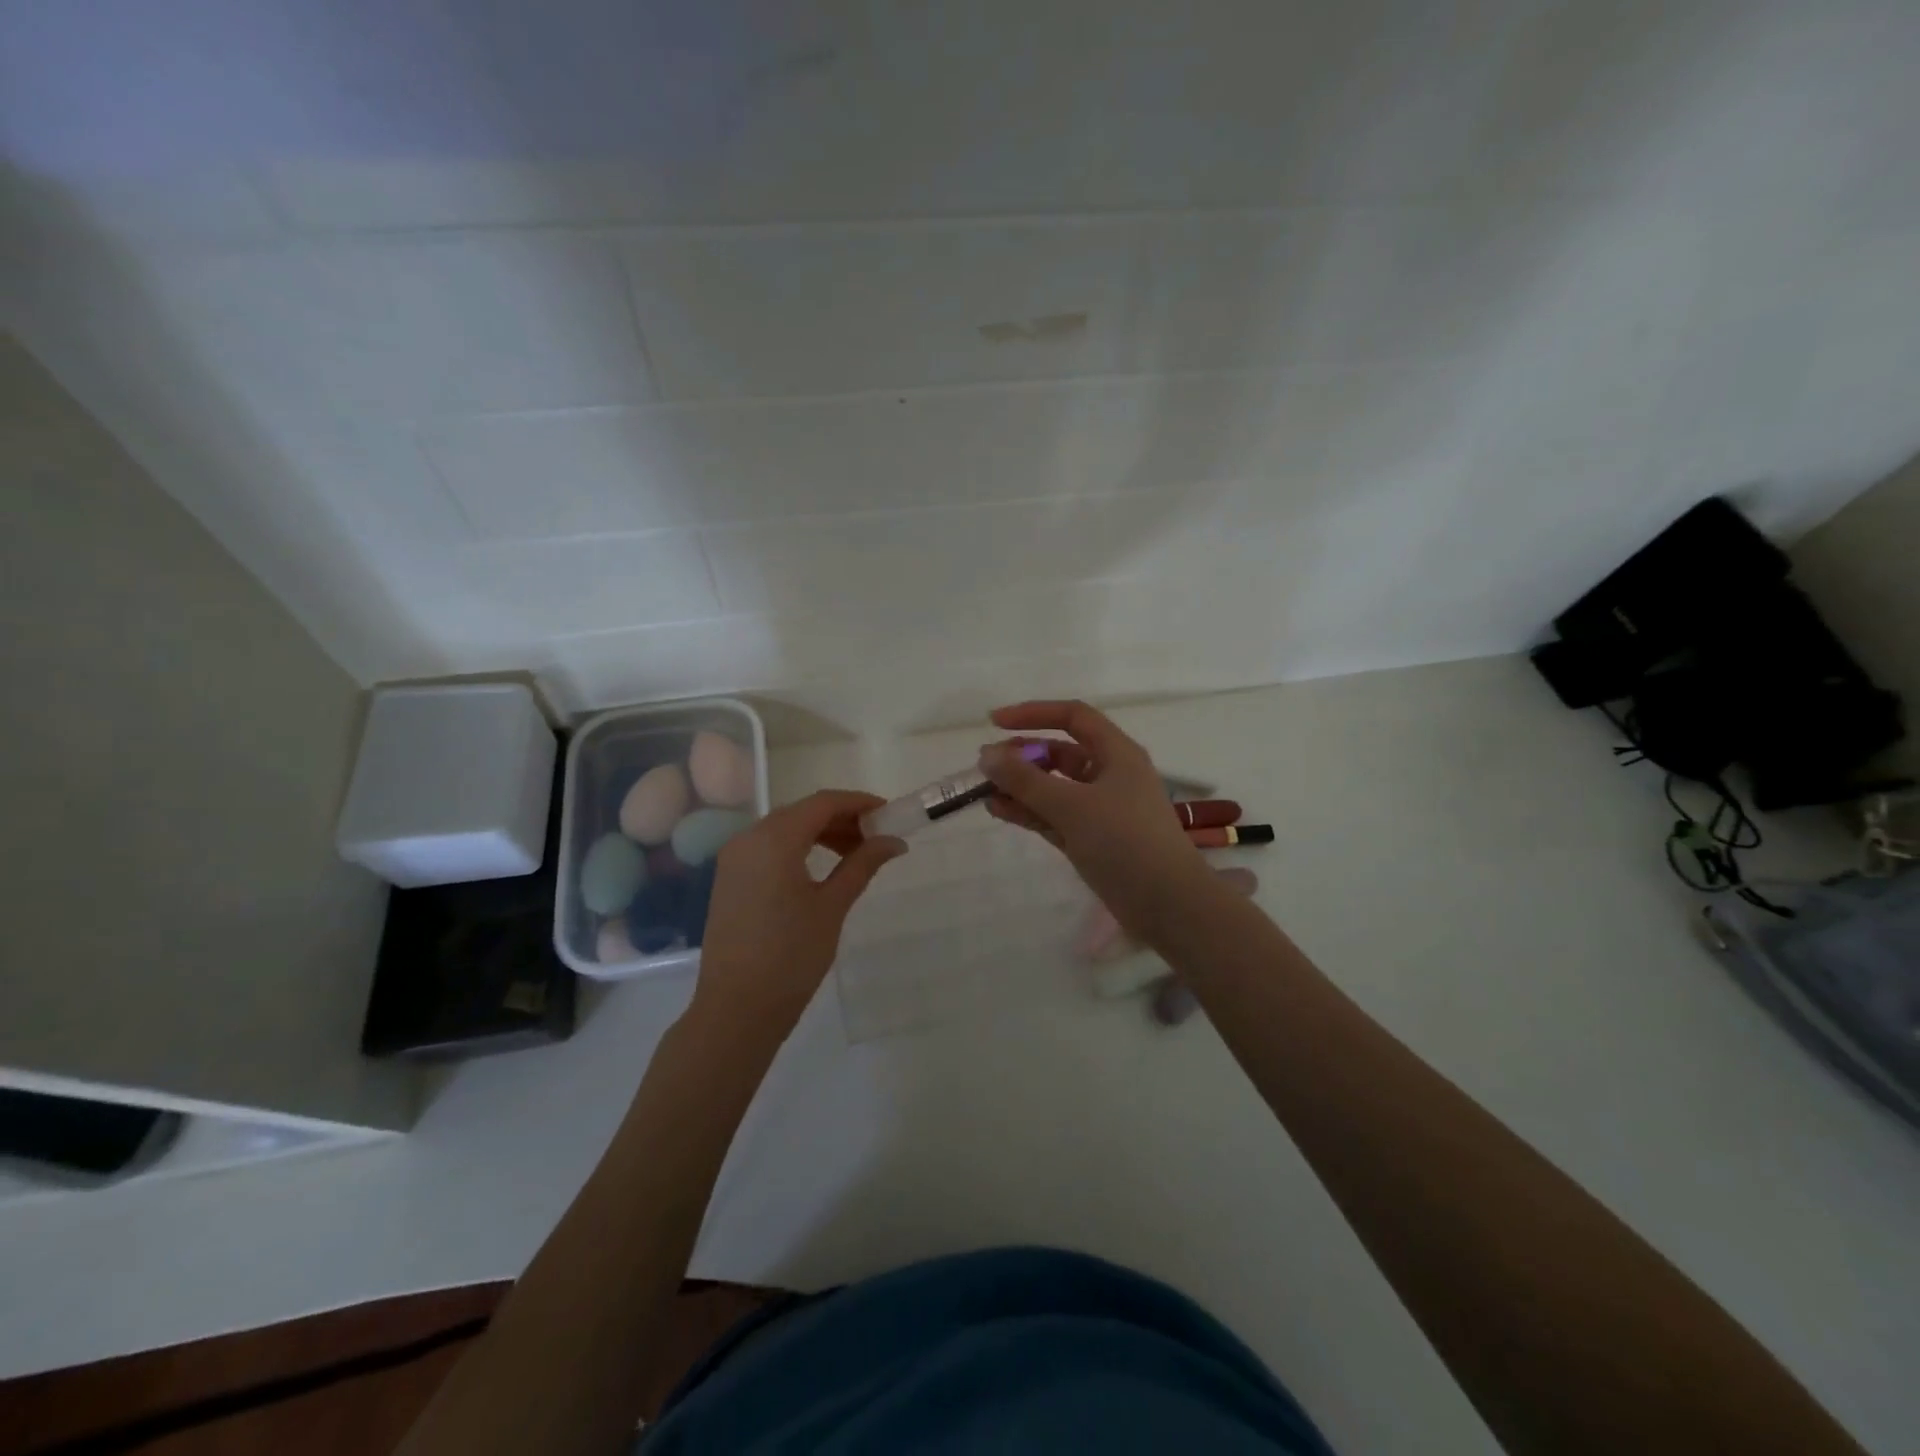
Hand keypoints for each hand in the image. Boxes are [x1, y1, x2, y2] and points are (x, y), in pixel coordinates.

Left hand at [692, 790, 906, 1039]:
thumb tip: (894, 841)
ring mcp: (734, 859)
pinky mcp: (730, 879)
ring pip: (785, 829)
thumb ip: (862, 865)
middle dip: (842, 818)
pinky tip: (822, 869)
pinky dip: (799, 848)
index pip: (823, 802)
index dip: (859, 802)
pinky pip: (769, 848)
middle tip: (877, 838)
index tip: (889, 813)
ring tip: (855, 855)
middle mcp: (749, 838)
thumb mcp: (832, 906)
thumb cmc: (791, 956)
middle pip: (802, 812)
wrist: (736, 1009)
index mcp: (774, 839)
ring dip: (821, 833)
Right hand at [979, 700, 1209, 934]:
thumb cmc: (1125, 842)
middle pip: (1060, 753)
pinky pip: (1054, 815)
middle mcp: (1109, 775)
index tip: (994, 723)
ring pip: (1054, 787)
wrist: (1168, 905)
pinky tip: (998, 811)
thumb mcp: (1072, 805)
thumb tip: (986, 755)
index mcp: (1116, 754)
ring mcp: (1100, 809)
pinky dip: (1029, 811)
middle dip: (1022, 756)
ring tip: (983, 791)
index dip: (1033, 714)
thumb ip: (1026, 780)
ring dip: (1021, 787)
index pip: (1073, 716)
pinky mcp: (1092, 839)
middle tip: (984, 766)